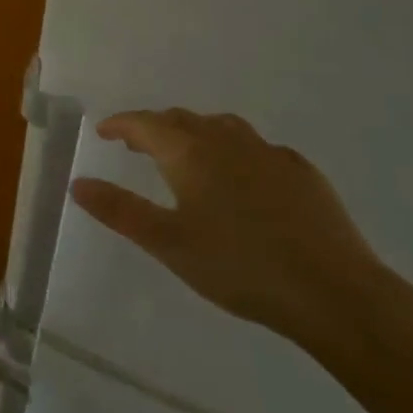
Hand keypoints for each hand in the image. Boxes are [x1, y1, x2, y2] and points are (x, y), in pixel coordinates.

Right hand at [71, 108, 389, 344]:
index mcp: (190, 153)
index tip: (105, 132)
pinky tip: (242, 177)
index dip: (121, 124)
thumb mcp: (167, 243)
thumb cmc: (238, 266)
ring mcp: (269, 154)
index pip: (146, 124)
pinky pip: (257, 148)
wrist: (333, 292)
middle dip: (154, 127)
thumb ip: (119, 210)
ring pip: (222, 128)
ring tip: (186, 154)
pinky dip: (234, 151)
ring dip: (195, 133)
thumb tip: (78, 183)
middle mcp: (227, 142)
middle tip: (137, 146)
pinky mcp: (302, 173)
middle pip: (182, 120)